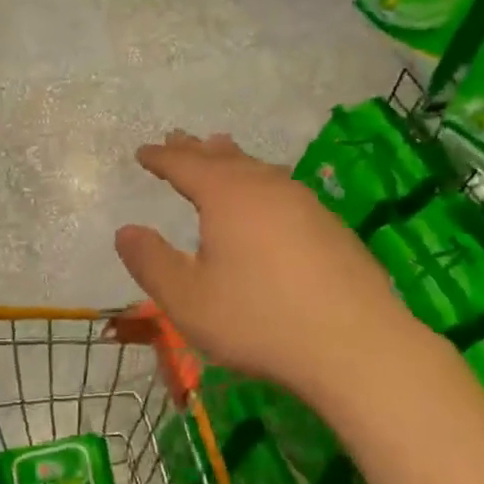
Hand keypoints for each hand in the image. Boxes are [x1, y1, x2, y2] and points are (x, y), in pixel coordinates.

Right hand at [115, 131, 431, 404]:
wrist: (357, 346)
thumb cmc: (260, 320)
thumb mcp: (187, 300)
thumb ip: (151, 263)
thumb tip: (125, 231)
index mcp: (226, 195)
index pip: (184, 165)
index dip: (161, 157)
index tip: (143, 151)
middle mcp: (265, 187)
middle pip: (223, 157)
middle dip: (195, 149)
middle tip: (177, 137)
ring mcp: (304, 203)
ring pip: (258, 168)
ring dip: (232, 159)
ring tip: (221, 150)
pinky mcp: (330, 226)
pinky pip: (282, 188)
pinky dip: (261, 181)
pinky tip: (269, 196)